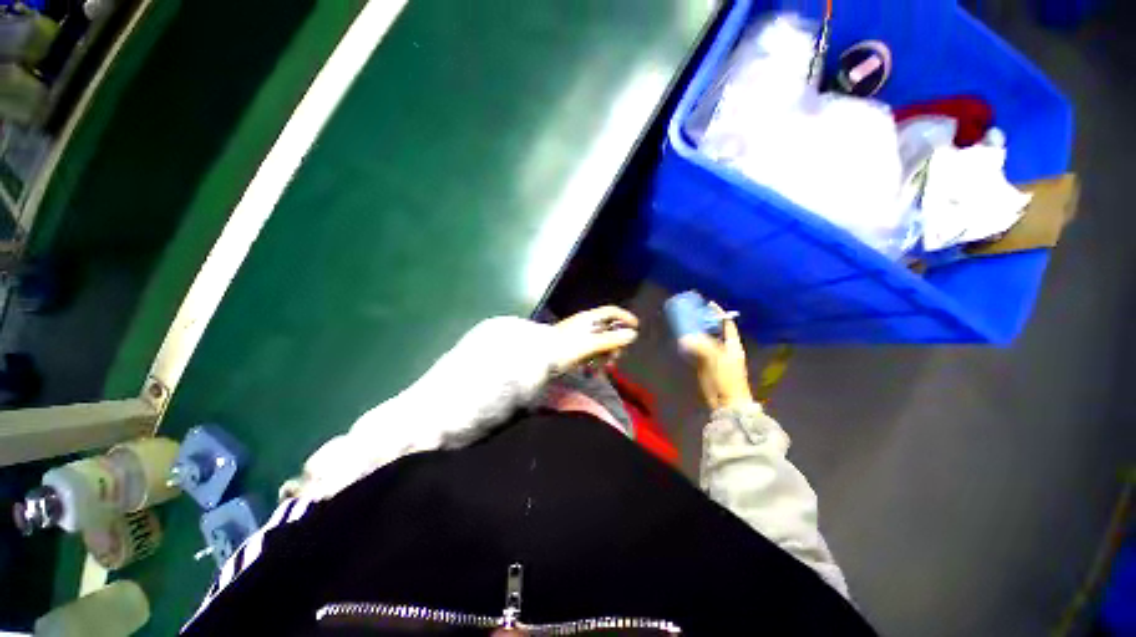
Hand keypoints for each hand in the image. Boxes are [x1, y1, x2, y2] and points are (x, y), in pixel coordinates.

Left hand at [552, 306, 638, 372]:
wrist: (538, 359)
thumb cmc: (564, 349)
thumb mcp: (590, 344)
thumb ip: (611, 340)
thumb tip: (633, 334)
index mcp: (588, 318)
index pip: (611, 312)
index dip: (625, 317)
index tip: (636, 328)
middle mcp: (585, 325)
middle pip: (608, 329)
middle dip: (616, 343)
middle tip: (616, 357)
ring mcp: (580, 337)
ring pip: (601, 342)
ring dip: (607, 354)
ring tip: (605, 367)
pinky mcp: (575, 348)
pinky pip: (592, 351)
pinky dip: (597, 359)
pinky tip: (595, 370)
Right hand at [679, 303, 752, 409]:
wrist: (727, 402)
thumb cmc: (727, 379)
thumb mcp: (717, 359)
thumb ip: (702, 347)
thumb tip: (685, 338)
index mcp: (733, 345)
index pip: (727, 325)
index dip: (719, 314)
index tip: (709, 304)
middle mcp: (724, 349)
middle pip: (715, 331)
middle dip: (705, 322)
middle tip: (692, 313)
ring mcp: (715, 358)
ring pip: (705, 341)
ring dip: (696, 333)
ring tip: (685, 323)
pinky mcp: (705, 366)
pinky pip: (698, 351)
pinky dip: (691, 345)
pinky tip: (682, 340)